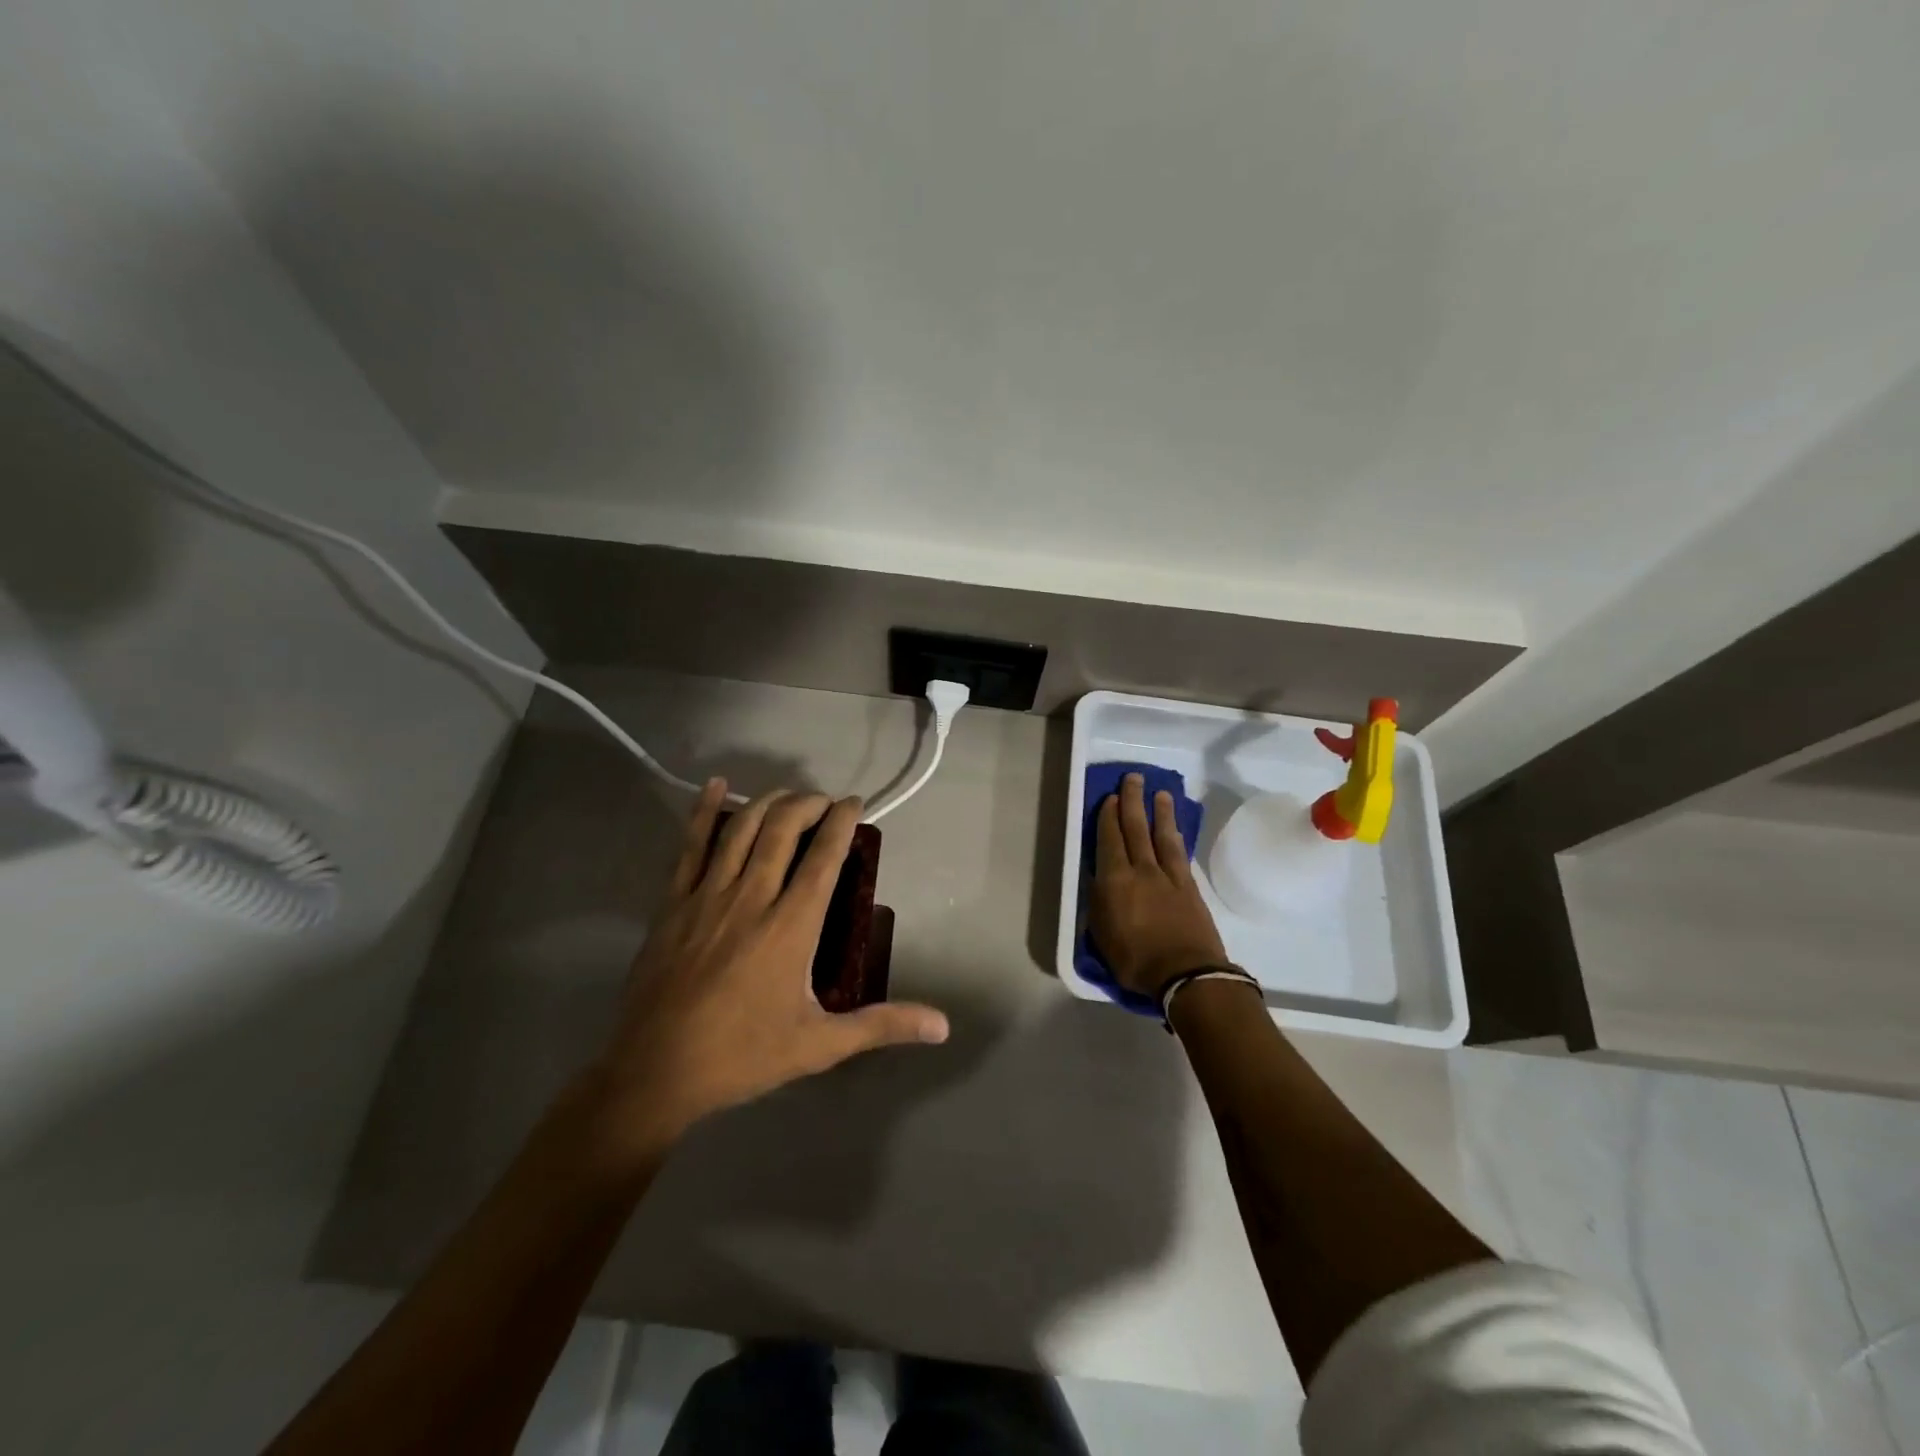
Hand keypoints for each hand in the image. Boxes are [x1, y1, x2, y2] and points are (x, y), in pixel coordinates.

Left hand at [582, 780, 949, 1163]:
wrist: (655, 1072)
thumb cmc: (743, 1056)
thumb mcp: (820, 1045)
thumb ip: (882, 1026)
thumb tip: (942, 1027)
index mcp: (791, 926)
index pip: (824, 856)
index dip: (842, 821)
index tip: (855, 803)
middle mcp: (752, 897)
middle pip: (783, 829)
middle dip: (808, 803)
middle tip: (825, 801)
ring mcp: (707, 896)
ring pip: (741, 829)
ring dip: (769, 802)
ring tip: (788, 796)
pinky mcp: (672, 903)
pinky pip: (689, 845)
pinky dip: (705, 812)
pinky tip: (715, 786)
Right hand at [1089, 773, 1230, 998]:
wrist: (1186, 974)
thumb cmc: (1135, 960)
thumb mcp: (1101, 935)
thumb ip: (1099, 903)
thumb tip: (1099, 880)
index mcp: (1115, 880)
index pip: (1109, 840)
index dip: (1109, 817)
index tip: (1111, 797)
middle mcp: (1141, 870)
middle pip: (1136, 828)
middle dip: (1133, 801)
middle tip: (1133, 778)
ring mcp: (1169, 876)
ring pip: (1162, 835)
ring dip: (1159, 813)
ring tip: (1160, 793)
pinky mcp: (1189, 886)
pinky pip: (1180, 853)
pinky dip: (1176, 837)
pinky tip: (1175, 828)